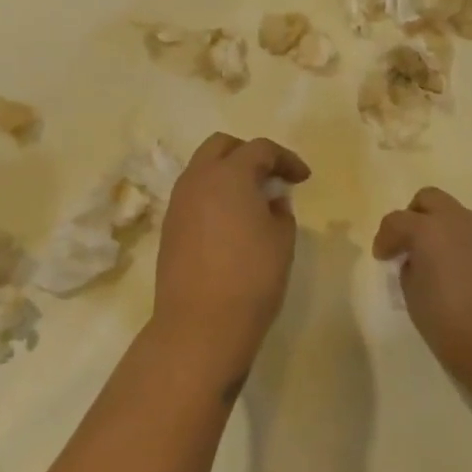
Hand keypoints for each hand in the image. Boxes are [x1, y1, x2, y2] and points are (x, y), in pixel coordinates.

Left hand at [153, 133, 311, 376]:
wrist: (200, 325)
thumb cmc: (251, 278)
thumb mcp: (281, 240)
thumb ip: (280, 211)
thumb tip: (271, 202)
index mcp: (229, 174)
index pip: (260, 149)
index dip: (285, 159)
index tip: (303, 179)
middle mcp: (198, 179)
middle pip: (221, 146)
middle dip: (249, 154)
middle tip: (271, 177)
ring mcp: (178, 202)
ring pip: (202, 168)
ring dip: (227, 173)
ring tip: (251, 200)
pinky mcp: (169, 226)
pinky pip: (193, 195)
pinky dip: (213, 195)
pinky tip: (230, 222)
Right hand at [373, 187, 471, 390]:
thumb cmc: (455, 330)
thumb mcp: (415, 301)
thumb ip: (410, 270)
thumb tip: (416, 260)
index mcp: (429, 231)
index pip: (397, 221)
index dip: (385, 238)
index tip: (383, 258)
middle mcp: (459, 222)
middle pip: (429, 199)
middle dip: (414, 217)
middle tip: (410, 246)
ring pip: (457, 216)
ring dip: (443, 231)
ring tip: (441, 265)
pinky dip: (466, 245)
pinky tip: (468, 275)